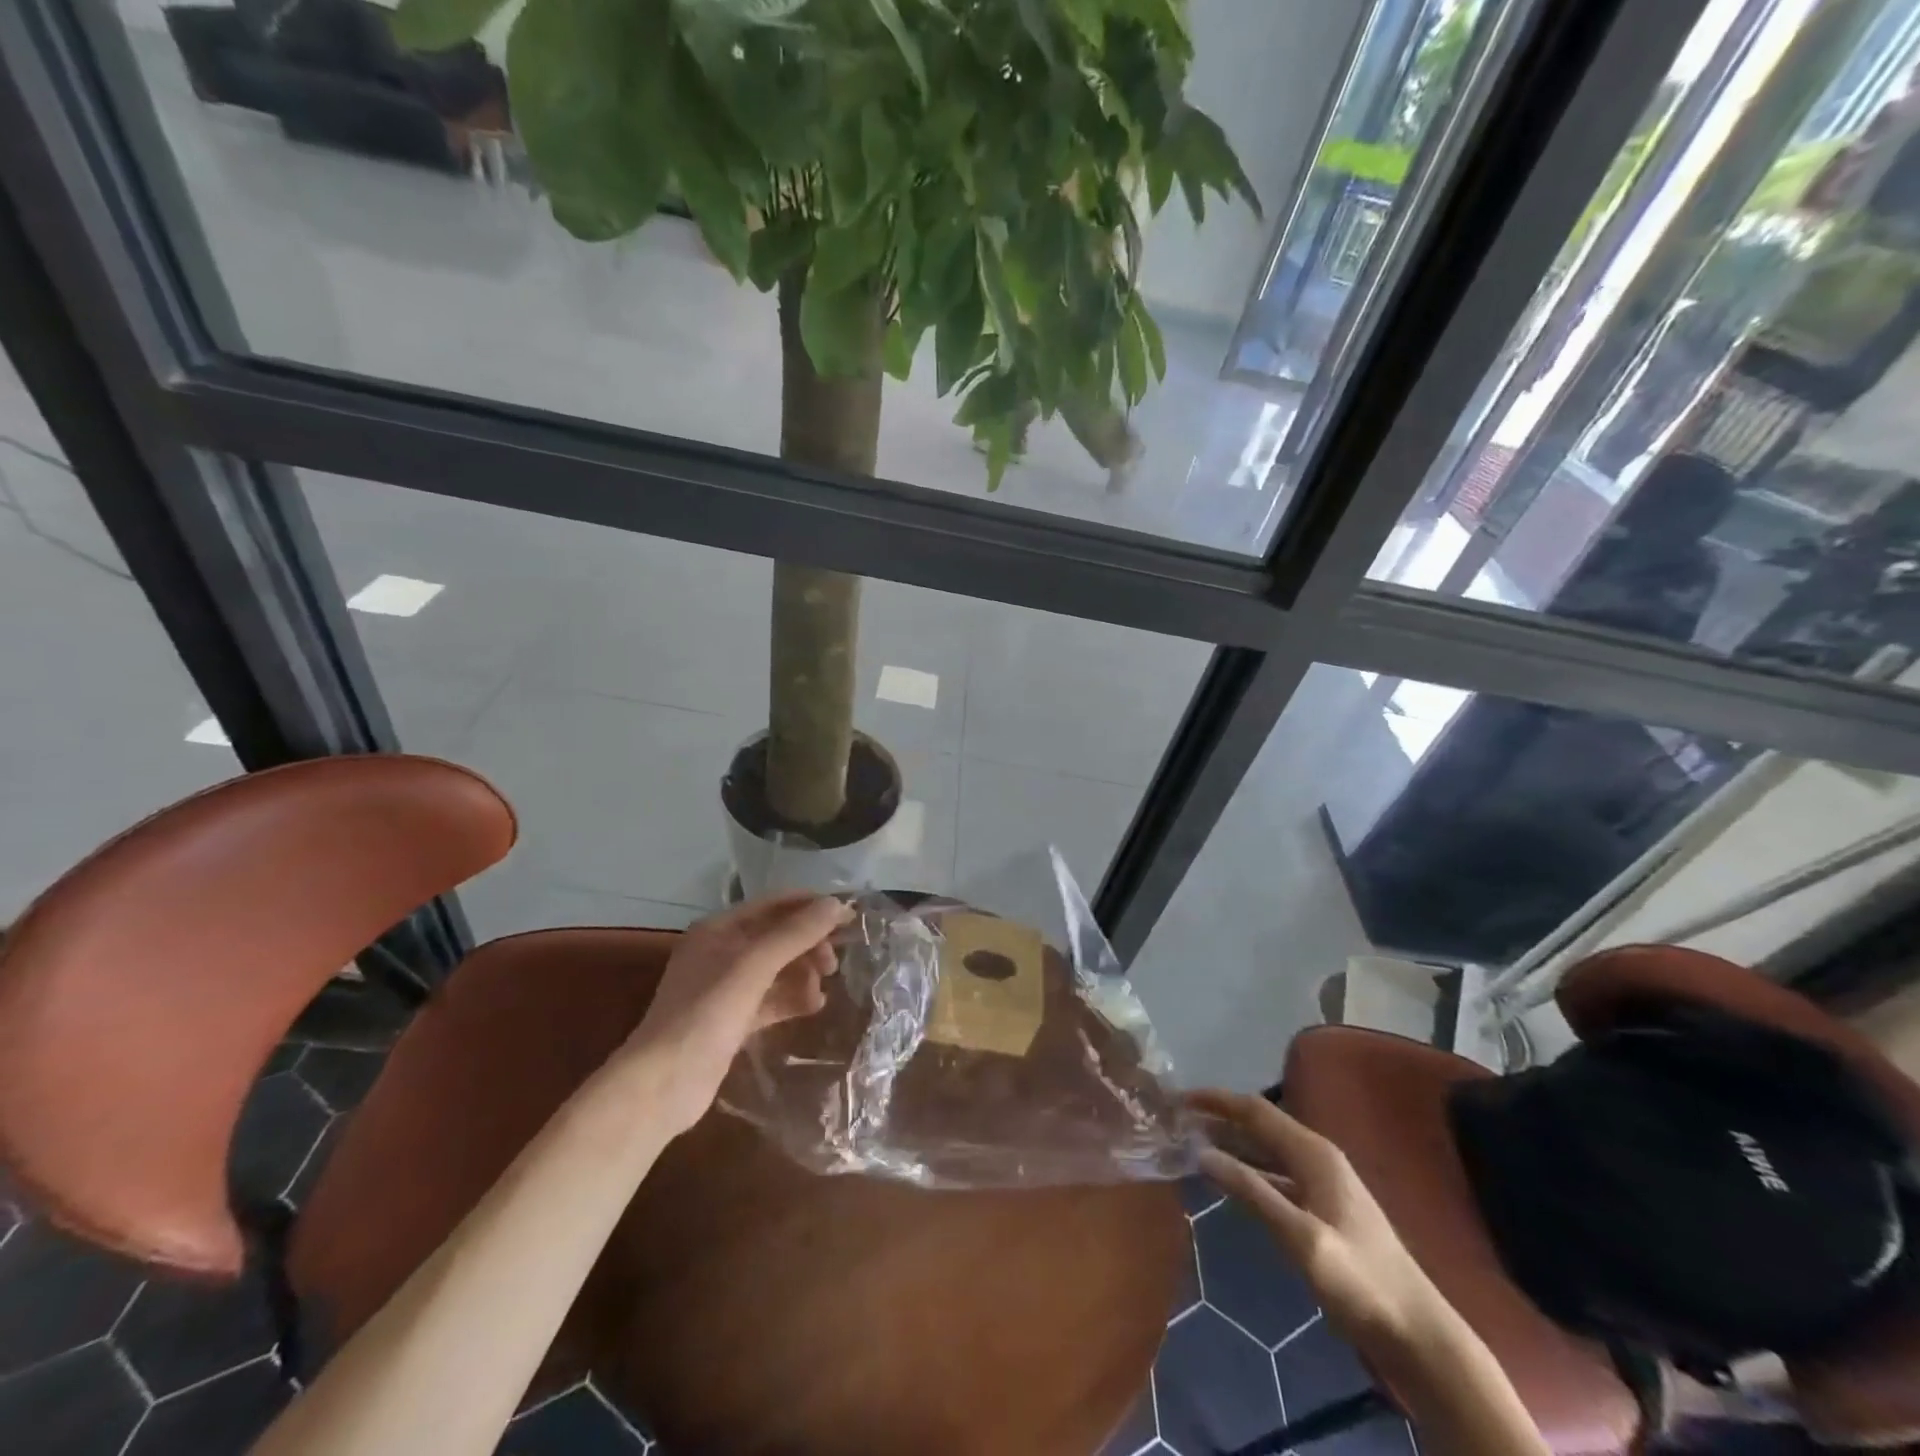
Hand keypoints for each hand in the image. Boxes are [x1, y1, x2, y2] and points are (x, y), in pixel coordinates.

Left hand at [621, 893, 851, 1134]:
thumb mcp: (753, 966)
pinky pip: (771, 999)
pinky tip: (814, 1006)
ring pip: (776, 969)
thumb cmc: (705, 1014)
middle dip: (808, 945)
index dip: (811, 906)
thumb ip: (795, 934)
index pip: (774, 904)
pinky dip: (792, 999)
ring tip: (822, 991)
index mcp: (719, 929)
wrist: (662, 1085)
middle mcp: (721, 951)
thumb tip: (836, 904)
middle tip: (833, 964)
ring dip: (803, 974)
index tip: (848, 918)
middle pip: (777, 936)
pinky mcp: (732, 1020)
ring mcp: (725, 988)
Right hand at [1189, 1089, 1453, 1350]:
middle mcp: (1317, 1157)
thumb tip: (1201, 1152)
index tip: (1178, 1100)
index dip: (1215, 1101)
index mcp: (1314, 1153)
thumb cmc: (1361, 1282)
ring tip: (1192, 1145)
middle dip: (1218, 1120)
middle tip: (1177, 1122)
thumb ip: (1252, 1192)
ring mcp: (1322, 1183)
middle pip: (1259, 1125)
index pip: (1255, 1110)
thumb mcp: (1302, 1238)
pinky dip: (1247, 1171)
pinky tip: (1228, 1181)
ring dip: (1230, 1145)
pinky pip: (1274, 1175)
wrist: (1419, 1335)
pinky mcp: (1322, 1209)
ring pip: (1265, 1150)